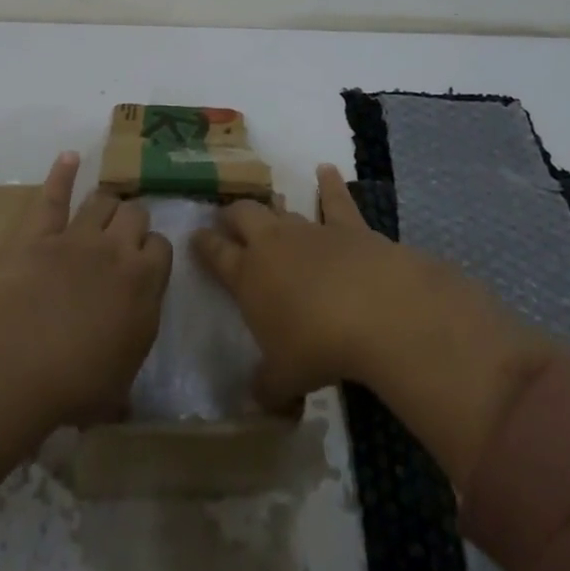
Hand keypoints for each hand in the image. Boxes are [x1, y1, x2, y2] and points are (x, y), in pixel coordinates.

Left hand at [0, 152, 173, 424]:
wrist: (16, 361)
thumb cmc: (73, 387)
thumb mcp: (115, 392)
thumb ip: (127, 370)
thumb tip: (127, 387)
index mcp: (145, 286)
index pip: (162, 249)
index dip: (152, 254)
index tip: (144, 267)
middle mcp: (118, 252)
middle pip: (136, 215)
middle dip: (132, 223)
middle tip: (123, 239)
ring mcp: (78, 236)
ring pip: (103, 200)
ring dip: (105, 204)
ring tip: (103, 210)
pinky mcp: (39, 232)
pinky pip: (54, 195)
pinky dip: (62, 173)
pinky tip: (69, 157)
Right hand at [193, 165, 563, 478]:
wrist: (374, 310)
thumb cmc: (317, 347)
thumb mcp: (284, 379)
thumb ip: (266, 387)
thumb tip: (256, 401)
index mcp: (248, 277)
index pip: (217, 255)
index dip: (204, 245)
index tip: (195, 237)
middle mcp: (273, 245)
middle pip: (244, 217)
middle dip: (232, 216)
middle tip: (227, 218)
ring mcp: (310, 230)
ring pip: (283, 210)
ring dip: (275, 208)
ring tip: (269, 204)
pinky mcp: (347, 226)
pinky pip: (334, 199)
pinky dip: (329, 184)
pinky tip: (326, 170)